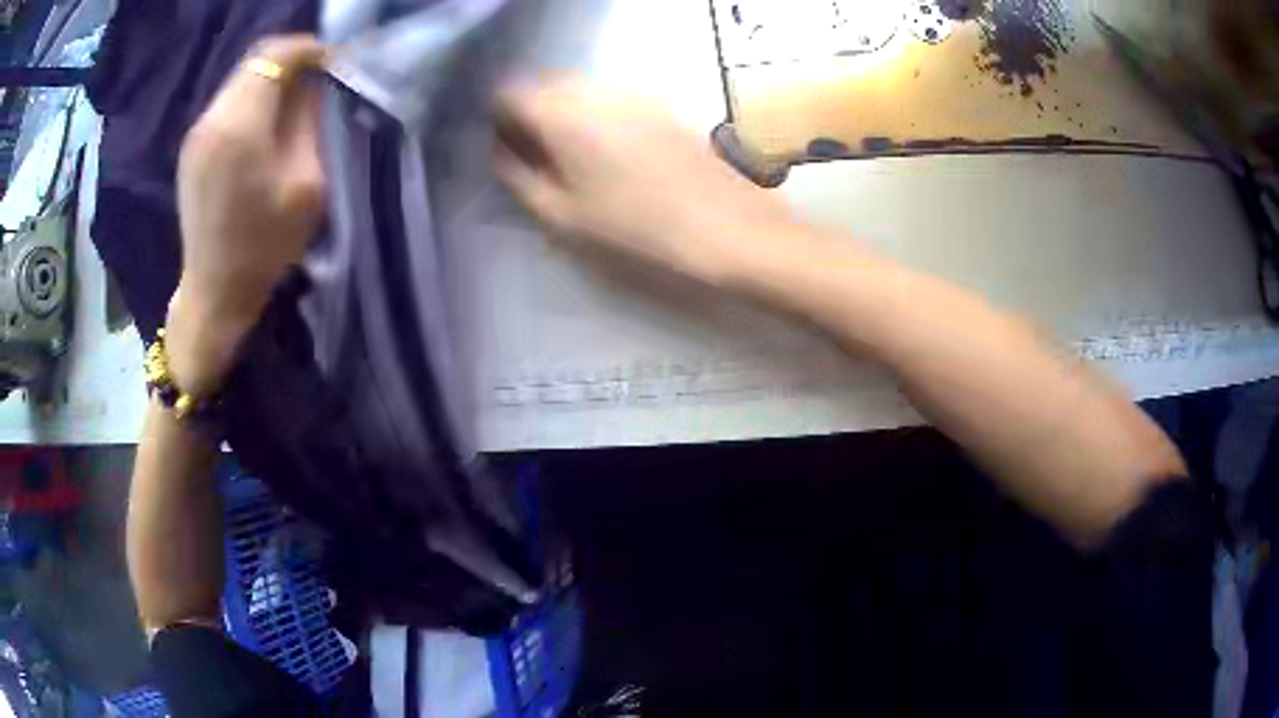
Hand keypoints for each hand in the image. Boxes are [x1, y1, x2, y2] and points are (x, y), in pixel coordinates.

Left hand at [166, 35, 326, 396]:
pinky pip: (227, 103)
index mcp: (240, 126)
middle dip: (291, 63)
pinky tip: (265, 126)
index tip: (332, 65)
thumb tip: (314, 85)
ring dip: (270, 81)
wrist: (214, 293)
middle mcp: (212, 119)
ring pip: (240, 80)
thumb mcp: (306, 185)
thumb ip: (310, 123)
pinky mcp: (192, 148)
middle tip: (318, 83)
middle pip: (255, 61)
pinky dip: (252, 100)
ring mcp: (197, 134)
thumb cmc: (264, 247)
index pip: (276, 55)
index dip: (309, 51)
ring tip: (294, 105)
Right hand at [493, 77, 793, 285]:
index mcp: (562, 113)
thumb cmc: (637, 231)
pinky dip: (599, 117)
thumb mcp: (562, 217)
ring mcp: (634, 94)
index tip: (506, 148)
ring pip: (580, 91)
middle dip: (532, 114)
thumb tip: (500, 151)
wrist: (729, 229)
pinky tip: (614, 156)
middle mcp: (596, 90)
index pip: (508, 93)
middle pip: (545, 85)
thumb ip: (518, 177)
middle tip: (538, 158)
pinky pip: (613, 100)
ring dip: (566, 115)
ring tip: (576, 162)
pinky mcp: (664, 106)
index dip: (499, 119)